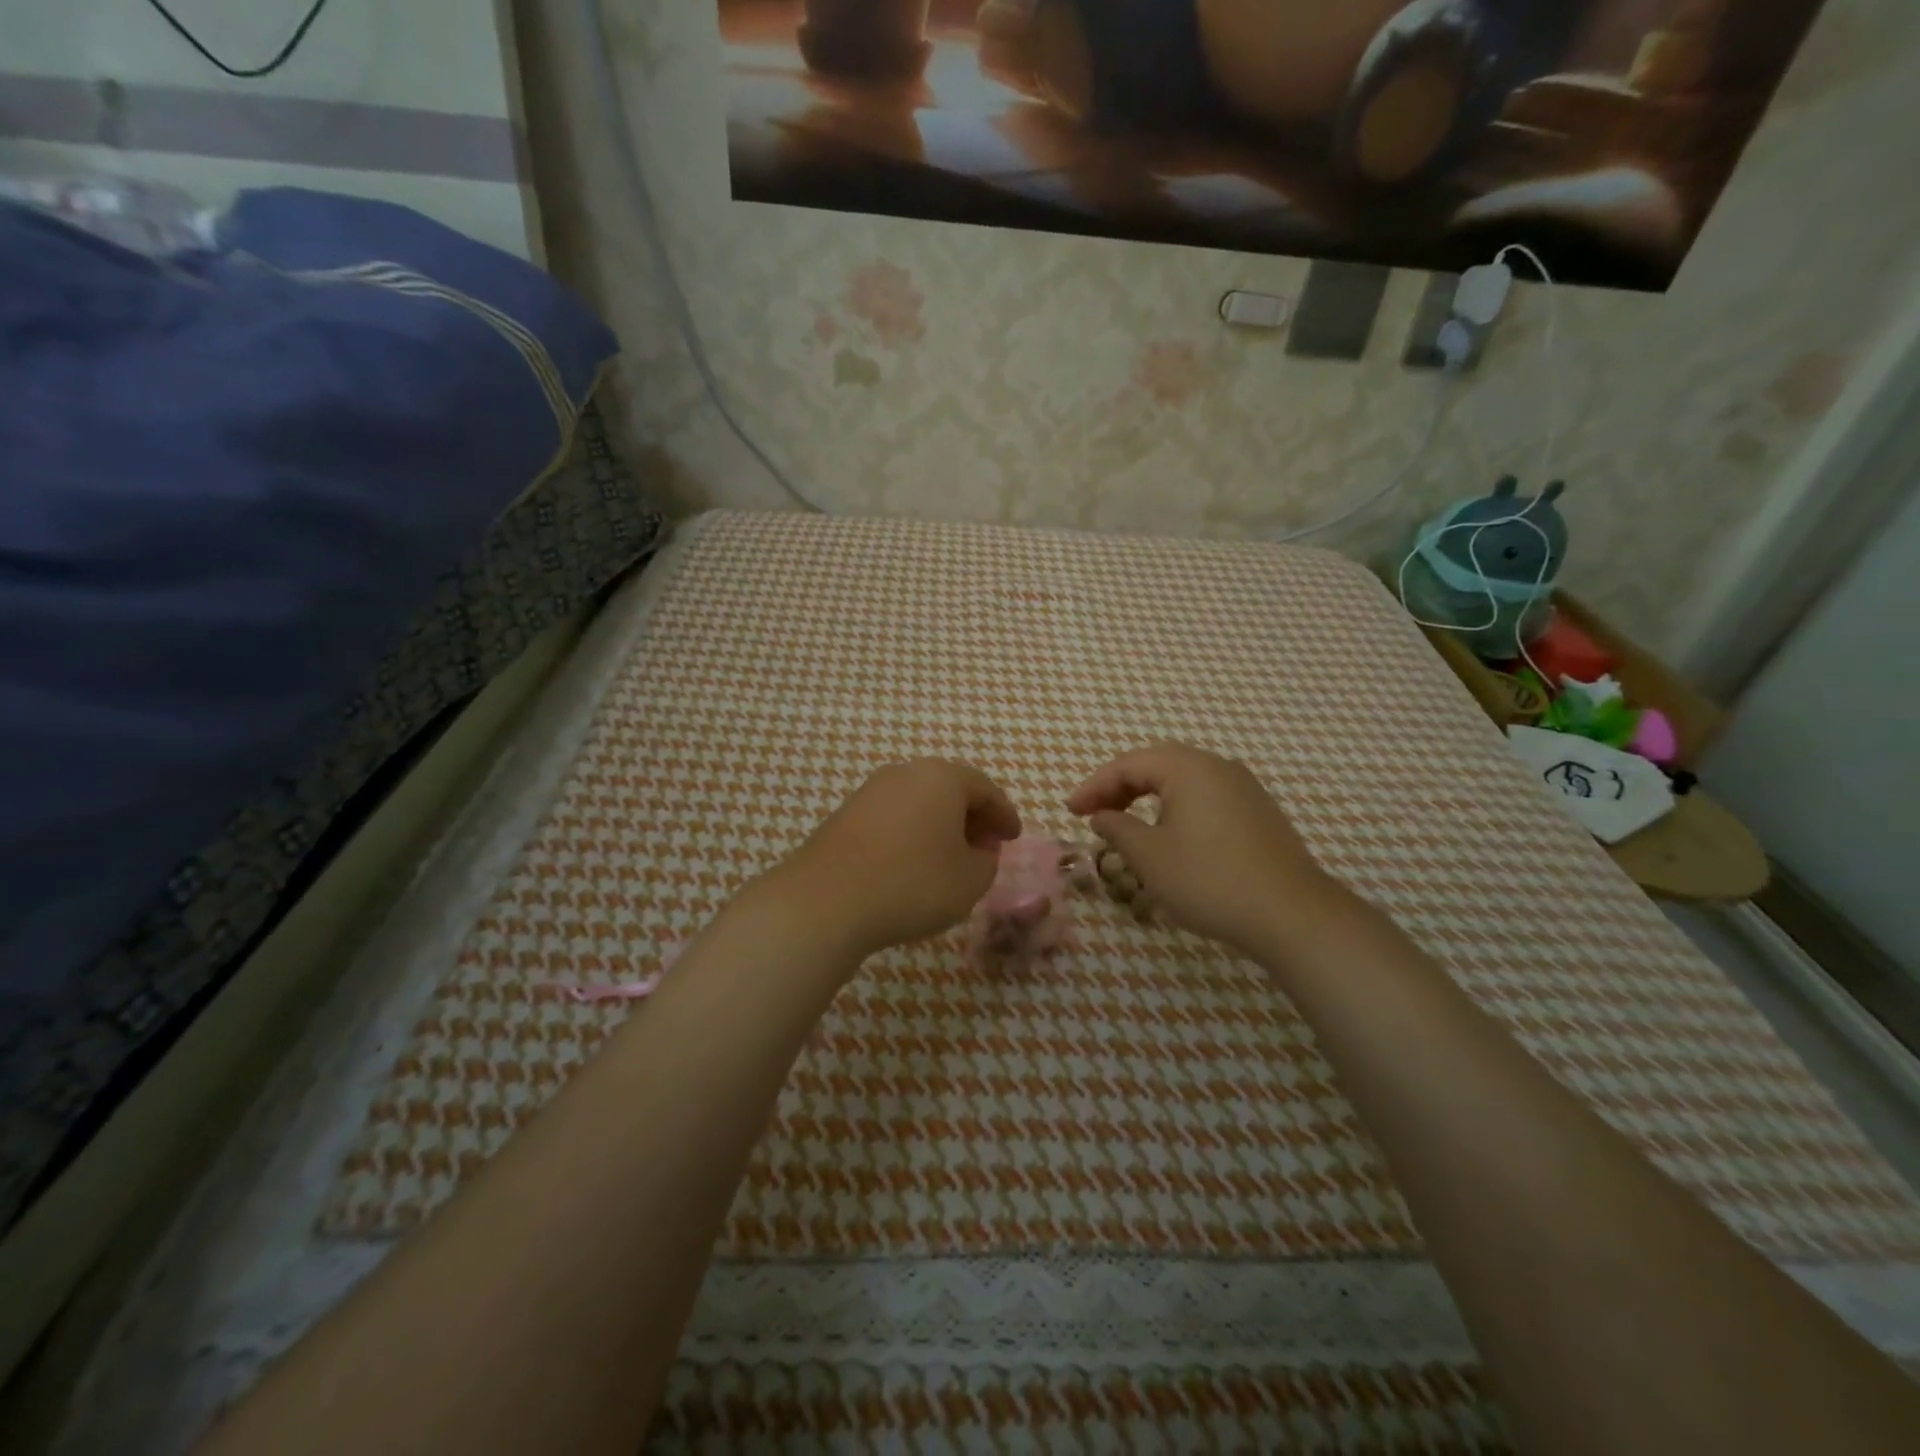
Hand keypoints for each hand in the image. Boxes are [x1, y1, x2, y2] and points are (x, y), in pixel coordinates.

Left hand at [779, 760, 1021, 959]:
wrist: (827, 900)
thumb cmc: (912, 884)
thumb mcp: (970, 880)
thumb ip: (987, 861)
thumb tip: (979, 850)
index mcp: (942, 778)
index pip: (984, 789)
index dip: (1004, 815)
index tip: (1013, 837)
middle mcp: (905, 773)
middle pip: (949, 789)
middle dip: (972, 817)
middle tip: (985, 846)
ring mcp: (871, 791)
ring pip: (919, 802)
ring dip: (940, 825)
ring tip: (949, 858)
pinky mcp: (846, 814)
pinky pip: (893, 817)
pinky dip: (912, 833)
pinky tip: (912, 863)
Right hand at [1066, 741, 1340, 955]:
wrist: (1292, 915)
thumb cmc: (1210, 881)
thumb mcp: (1150, 857)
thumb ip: (1118, 829)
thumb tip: (1102, 816)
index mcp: (1188, 768)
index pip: (1128, 764)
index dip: (1094, 786)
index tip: (1070, 812)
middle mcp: (1217, 766)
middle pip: (1156, 763)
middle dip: (1119, 786)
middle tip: (1093, 812)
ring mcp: (1243, 788)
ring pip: (1183, 779)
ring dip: (1147, 795)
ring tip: (1125, 823)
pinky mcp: (1257, 811)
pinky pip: (1205, 795)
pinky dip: (1175, 806)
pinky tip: (1168, 834)